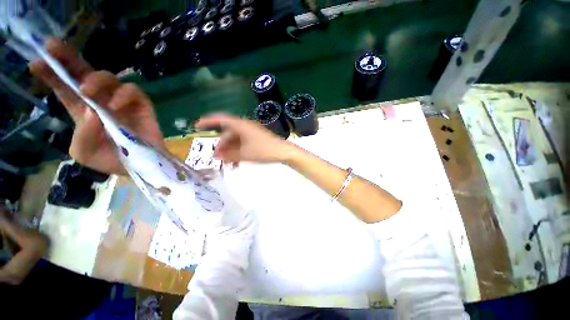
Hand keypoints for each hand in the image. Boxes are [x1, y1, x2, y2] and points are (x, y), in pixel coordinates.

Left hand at [30, 38, 163, 174]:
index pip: (64, 87)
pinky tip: (115, 106)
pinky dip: (123, 94)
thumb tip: (92, 112)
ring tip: (87, 92)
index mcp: (81, 109)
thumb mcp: (84, 153)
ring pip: (108, 77)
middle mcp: (99, 100)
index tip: (36, 64)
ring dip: (95, 79)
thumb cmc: (110, 160)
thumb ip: (82, 135)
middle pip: (83, 72)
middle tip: (52, 46)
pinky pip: (133, 91)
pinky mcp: (141, 105)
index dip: (50, 73)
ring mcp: (121, 101)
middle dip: (67, 57)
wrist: (139, 166)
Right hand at [195, 114, 294, 163]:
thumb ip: (229, 155)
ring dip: (230, 150)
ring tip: (228, 162)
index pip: (221, 120)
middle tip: (217, 157)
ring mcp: (251, 132)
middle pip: (228, 133)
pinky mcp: (256, 138)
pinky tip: (237, 161)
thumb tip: (217, 156)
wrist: (282, 151)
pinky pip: (243, 143)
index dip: (208, 121)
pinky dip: (238, 150)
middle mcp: (245, 126)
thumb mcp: (244, 154)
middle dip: (221, 145)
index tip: (197, 126)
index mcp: (240, 126)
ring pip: (236, 140)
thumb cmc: (263, 150)